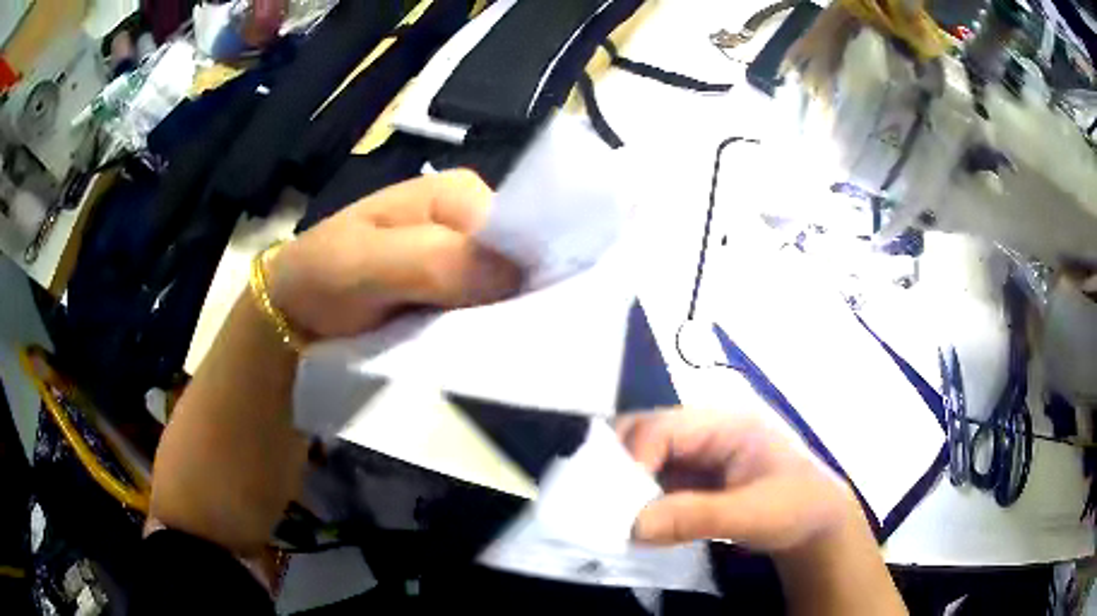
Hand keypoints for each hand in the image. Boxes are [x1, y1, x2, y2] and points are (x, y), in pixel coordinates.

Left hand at [267, 170, 520, 339]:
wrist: (296, 311)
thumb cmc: (322, 277)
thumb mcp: (364, 263)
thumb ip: (433, 262)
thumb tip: (516, 278)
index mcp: (460, 193)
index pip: (522, 231)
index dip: (527, 277)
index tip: (524, 325)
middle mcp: (473, 220)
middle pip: (519, 262)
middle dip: (518, 304)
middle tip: (507, 347)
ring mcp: (466, 257)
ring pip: (507, 291)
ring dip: (503, 323)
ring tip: (496, 355)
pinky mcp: (457, 291)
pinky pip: (488, 311)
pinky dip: (487, 333)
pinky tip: (484, 353)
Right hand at [618, 408, 860, 551]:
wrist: (817, 525)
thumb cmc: (796, 508)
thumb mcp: (753, 514)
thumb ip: (695, 517)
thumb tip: (632, 526)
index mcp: (726, 422)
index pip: (663, 428)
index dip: (633, 460)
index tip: (614, 504)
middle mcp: (706, 429)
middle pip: (645, 432)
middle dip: (618, 466)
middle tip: (600, 505)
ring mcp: (698, 453)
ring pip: (644, 457)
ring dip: (623, 484)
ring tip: (607, 516)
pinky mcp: (693, 477)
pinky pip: (653, 480)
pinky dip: (635, 498)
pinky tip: (627, 521)